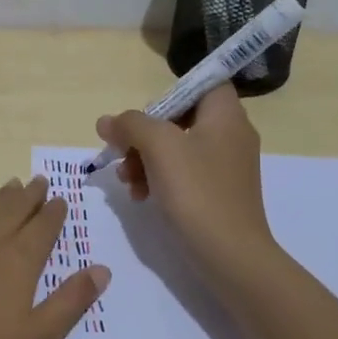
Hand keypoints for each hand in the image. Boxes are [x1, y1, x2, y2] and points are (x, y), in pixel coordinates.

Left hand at [0, 177, 109, 338]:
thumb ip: (70, 302)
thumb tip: (101, 269)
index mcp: (17, 260)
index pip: (41, 227)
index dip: (54, 213)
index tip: (61, 199)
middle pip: (11, 209)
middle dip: (28, 195)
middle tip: (39, 182)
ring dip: (1, 198)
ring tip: (11, 188)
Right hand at [95, 85, 277, 289]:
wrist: (230, 255)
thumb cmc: (197, 192)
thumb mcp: (158, 148)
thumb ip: (130, 125)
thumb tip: (107, 121)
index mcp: (226, 115)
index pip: (203, 83)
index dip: (170, 93)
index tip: (144, 116)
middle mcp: (230, 135)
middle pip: (180, 117)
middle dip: (144, 135)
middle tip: (122, 153)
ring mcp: (225, 166)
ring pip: (176, 148)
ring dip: (144, 160)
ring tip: (125, 181)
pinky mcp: (217, 193)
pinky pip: (183, 174)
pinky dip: (159, 180)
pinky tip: (139, 196)